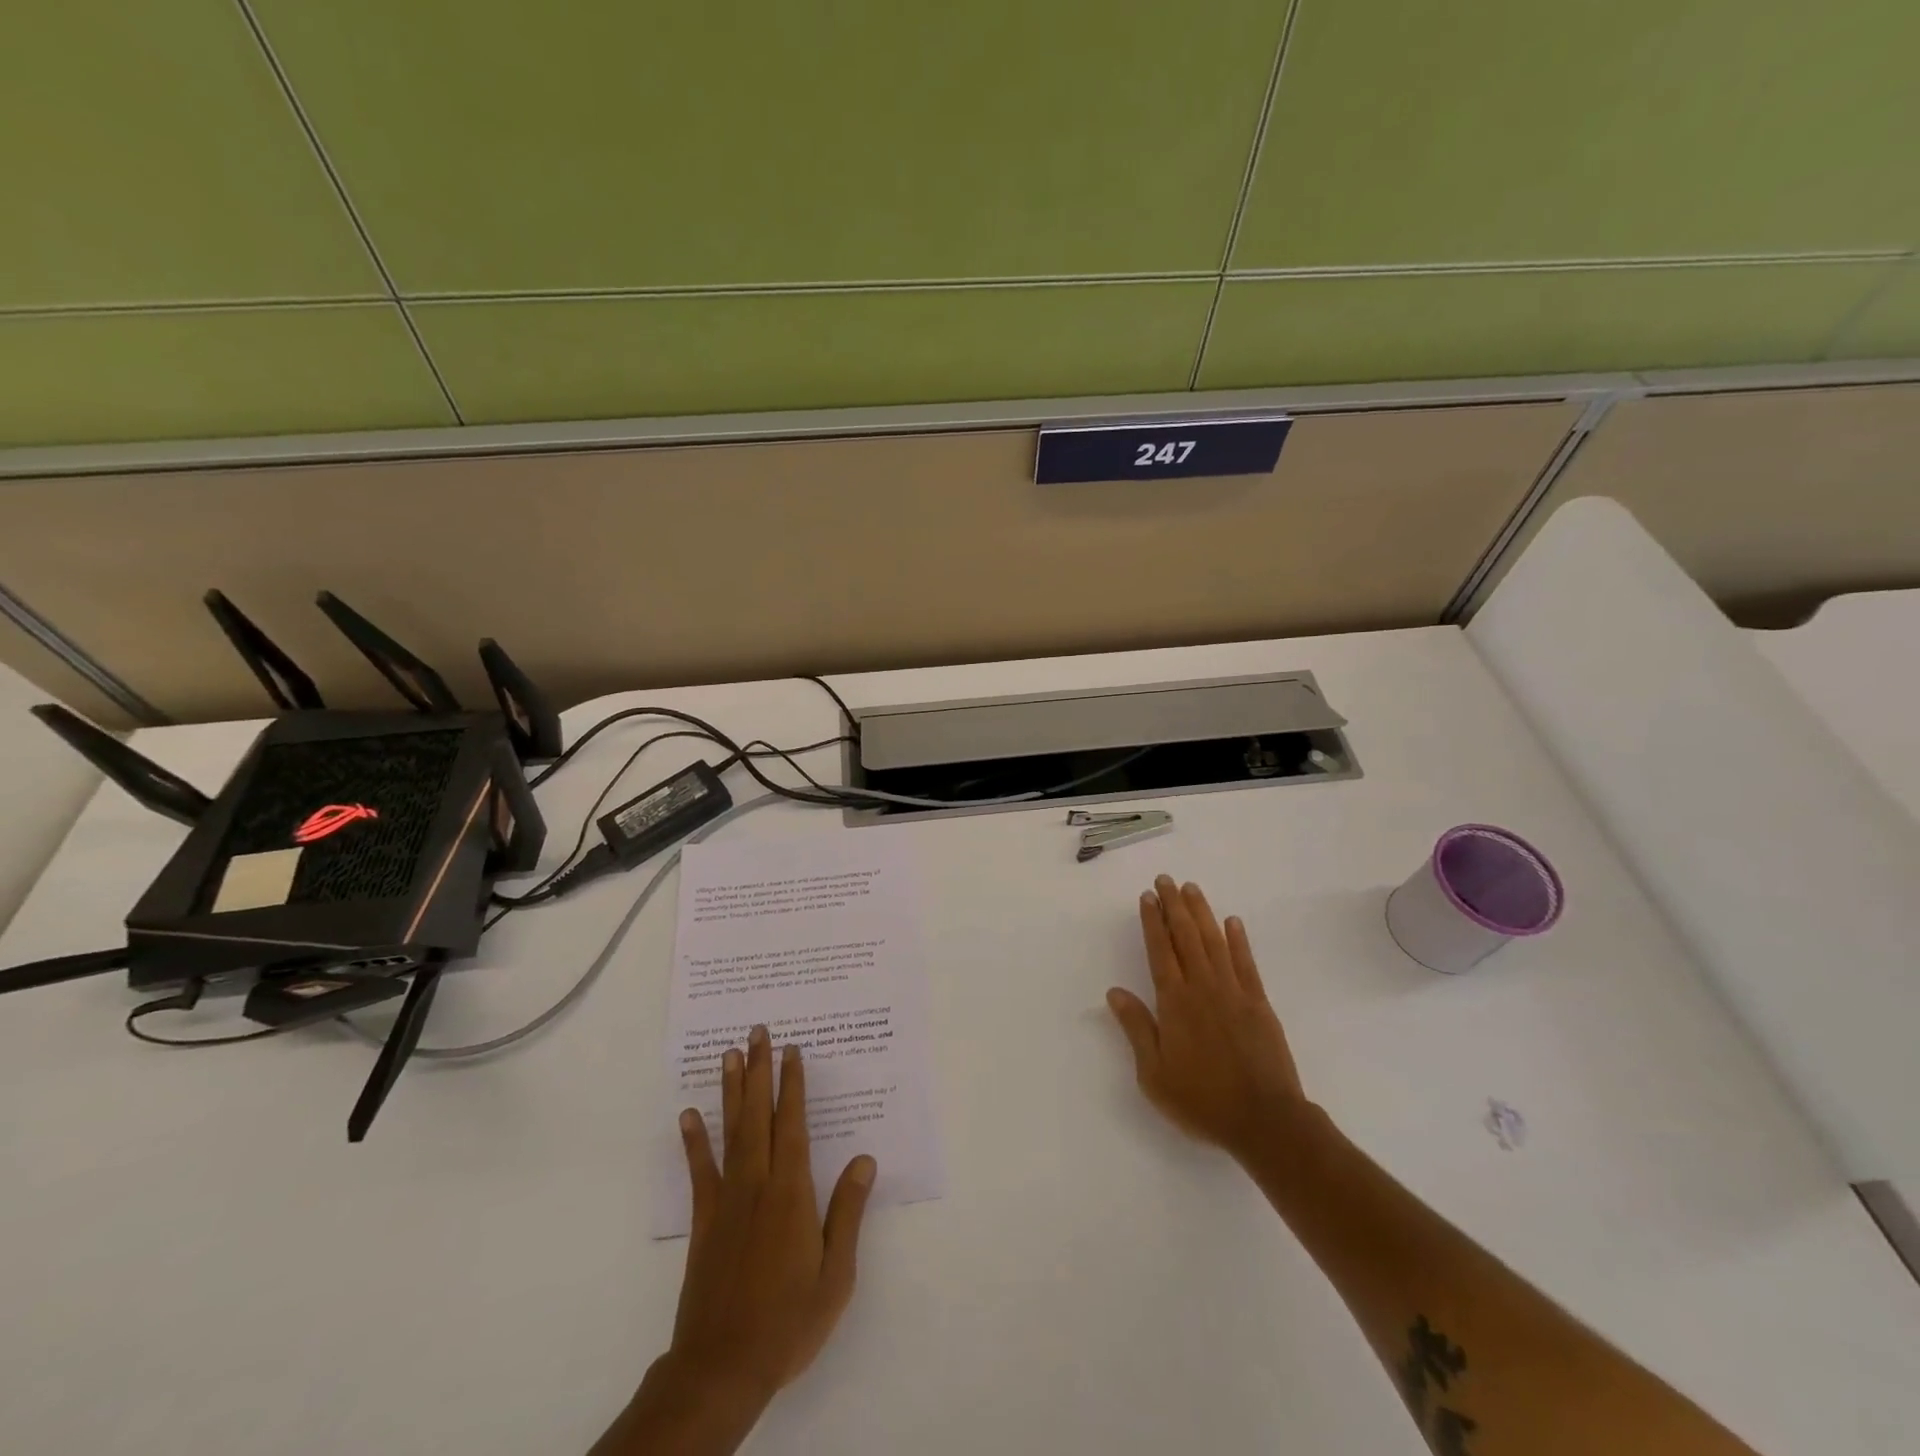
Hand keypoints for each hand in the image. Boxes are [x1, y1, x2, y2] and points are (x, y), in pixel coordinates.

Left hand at [669, 1026, 876, 1404]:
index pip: (792, 1125)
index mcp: (791, 1193)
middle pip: (758, 1116)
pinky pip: (700, 1172)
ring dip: (731, 1091)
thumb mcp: (836, 1274)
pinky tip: (689, 1115)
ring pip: (730, 1132)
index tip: (793, 1051)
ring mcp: (727, 1201)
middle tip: (758, 1032)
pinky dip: (694, 1141)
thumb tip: (865, 1159)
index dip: (793, 1085)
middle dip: (760, 1071)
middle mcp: (757, 1185)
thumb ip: (847, 1212)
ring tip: (729, 1055)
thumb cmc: (789, 1321)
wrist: (722, 1367)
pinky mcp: (704, 1222)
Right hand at [1107, 876, 1306, 1163]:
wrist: (1265, 1120)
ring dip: (1201, 912)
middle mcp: (1203, 987)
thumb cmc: (1202, 1100)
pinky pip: (1246, 963)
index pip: (1160, 950)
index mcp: (1174, 1002)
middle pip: (1186, 936)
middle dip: (1174, 905)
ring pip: (1214, 941)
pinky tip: (1232, 921)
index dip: (1152, 921)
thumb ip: (1136, 1028)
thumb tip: (1115, 992)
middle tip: (1165, 880)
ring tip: (1191, 889)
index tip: (1147, 897)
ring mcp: (1234, 992)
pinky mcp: (1259, 1003)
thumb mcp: (1154, 1073)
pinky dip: (1239, 939)